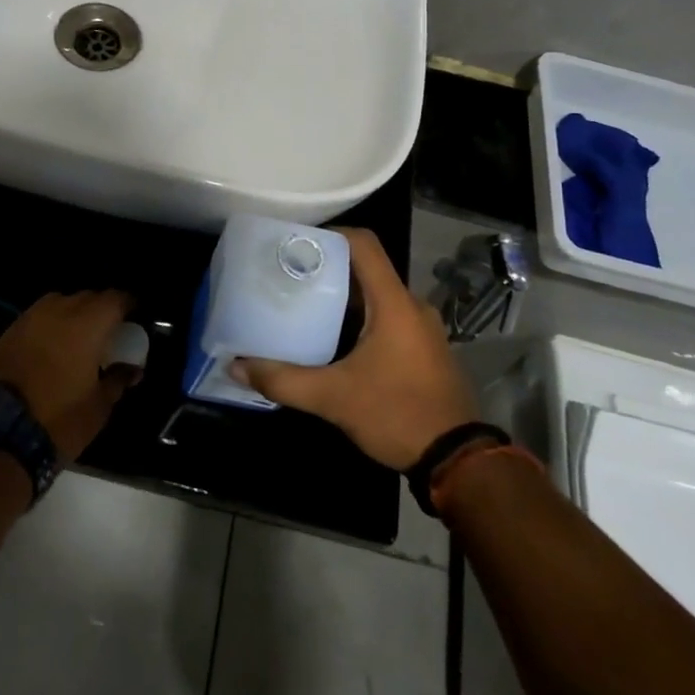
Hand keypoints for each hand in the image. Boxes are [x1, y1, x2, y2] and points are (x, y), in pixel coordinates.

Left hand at [0, 291, 140, 460]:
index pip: (116, 298)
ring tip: (79, 339)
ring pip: (61, 303)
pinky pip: (39, 317)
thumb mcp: (98, 406)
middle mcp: (60, 309)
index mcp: (88, 323)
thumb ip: (118, 379)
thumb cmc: (58, 418)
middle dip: (101, 310)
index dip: (128, 306)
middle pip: (88, 297)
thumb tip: (131, 368)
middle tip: (109, 333)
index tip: (135, 319)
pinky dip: (51, 325)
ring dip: (74, 315)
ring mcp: (31, 317)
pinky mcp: (10, 330)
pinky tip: (52, 347)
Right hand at [233, 228, 478, 470]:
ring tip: (304, 305)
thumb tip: (236, 367)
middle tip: (289, 276)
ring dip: (343, 297)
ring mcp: (422, 328)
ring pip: (377, 296)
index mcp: (394, 302)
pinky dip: (360, 318)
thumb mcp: (333, 398)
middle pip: (366, 269)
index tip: (296, 243)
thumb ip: (283, 380)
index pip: (364, 244)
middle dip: (327, 268)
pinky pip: (388, 317)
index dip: (330, 234)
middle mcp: (411, 306)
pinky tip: (334, 340)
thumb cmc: (396, 414)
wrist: (457, 461)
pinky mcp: (424, 349)